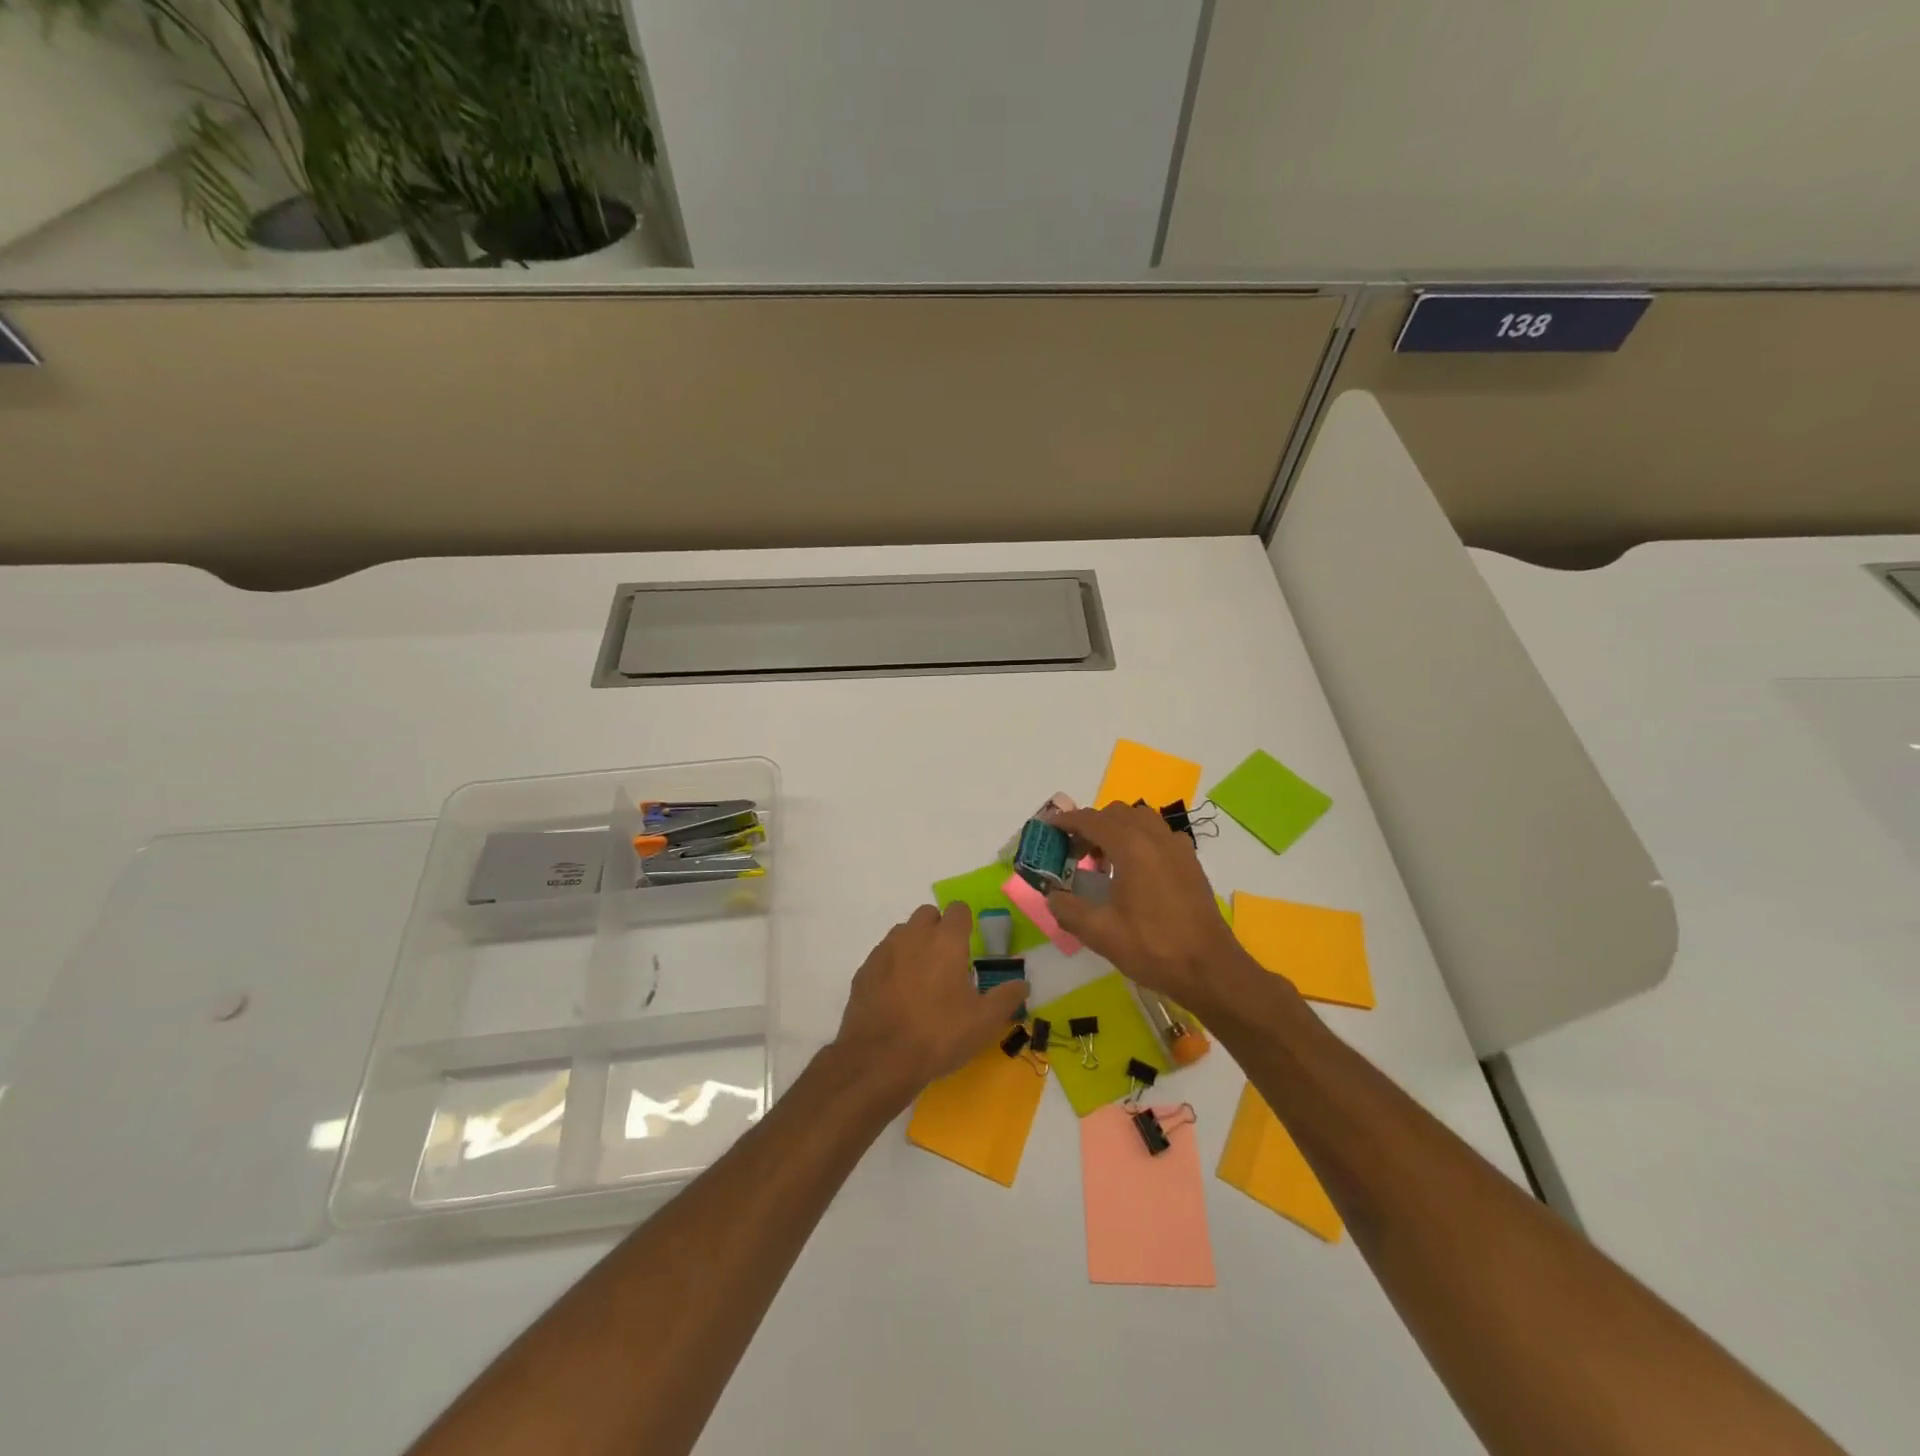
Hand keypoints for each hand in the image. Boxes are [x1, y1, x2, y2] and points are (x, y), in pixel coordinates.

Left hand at [831, 903, 1028, 1104]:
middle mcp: (914, 936)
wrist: (879, 1059)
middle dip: (938, 928)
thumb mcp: (983, 1022)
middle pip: (927, 914)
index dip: (965, 922)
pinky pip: (883, 955)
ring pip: (902, 932)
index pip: (958, 909)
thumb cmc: (939, 1035)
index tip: (969, 943)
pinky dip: (892, 965)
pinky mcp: (864, 970)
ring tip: (921, 977)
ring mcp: (885, 951)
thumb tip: (1023, 984)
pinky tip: (896, 994)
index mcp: (946, 941)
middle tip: (947, 960)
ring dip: (914, 944)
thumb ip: (1006, 998)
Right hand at [1046, 804, 1265, 1015]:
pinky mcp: (1190, 862)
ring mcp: (1178, 848)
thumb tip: (1053, 897)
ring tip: (1104, 859)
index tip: (1049, 828)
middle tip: (1074, 851)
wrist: (1210, 969)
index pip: (1092, 820)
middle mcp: (1156, 838)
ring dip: (1117, 829)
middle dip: (1091, 825)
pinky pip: (1159, 835)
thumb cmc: (1154, 948)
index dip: (1066, 820)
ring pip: (1141, 819)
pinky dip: (1140, 839)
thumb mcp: (1101, 933)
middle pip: (1117, 813)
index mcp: (1132, 848)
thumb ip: (1068, 910)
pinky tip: (1134, 870)